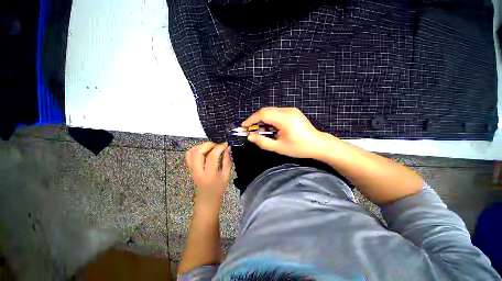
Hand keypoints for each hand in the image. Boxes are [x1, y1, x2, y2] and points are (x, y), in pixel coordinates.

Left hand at [185, 142, 231, 205]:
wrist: (206, 199)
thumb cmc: (219, 188)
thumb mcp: (227, 176)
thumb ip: (227, 161)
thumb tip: (227, 148)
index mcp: (209, 175)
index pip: (212, 156)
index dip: (219, 147)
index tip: (225, 144)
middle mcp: (198, 171)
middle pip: (198, 152)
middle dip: (209, 144)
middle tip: (217, 145)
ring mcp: (191, 169)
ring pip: (191, 152)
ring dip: (202, 146)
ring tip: (211, 147)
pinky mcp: (189, 168)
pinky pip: (189, 155)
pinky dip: (196, 149)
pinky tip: (204, 150)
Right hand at [242, 107, 330, 158]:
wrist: (318, 144)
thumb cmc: (299, 148)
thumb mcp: (279, 148)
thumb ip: (263, 142)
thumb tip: (250, 137)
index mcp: (285, 119)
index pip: (263, 114)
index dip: (251, 119)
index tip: (244, 126)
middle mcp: (287, 111)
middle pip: (266, 111)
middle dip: (255, 119)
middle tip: (250, 129)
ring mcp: (291, 110)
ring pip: (271, 111)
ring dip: (262, 119)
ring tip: (259, 130)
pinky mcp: (292, 112)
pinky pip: (277, 113)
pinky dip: (269, 119)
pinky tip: (269, 127)